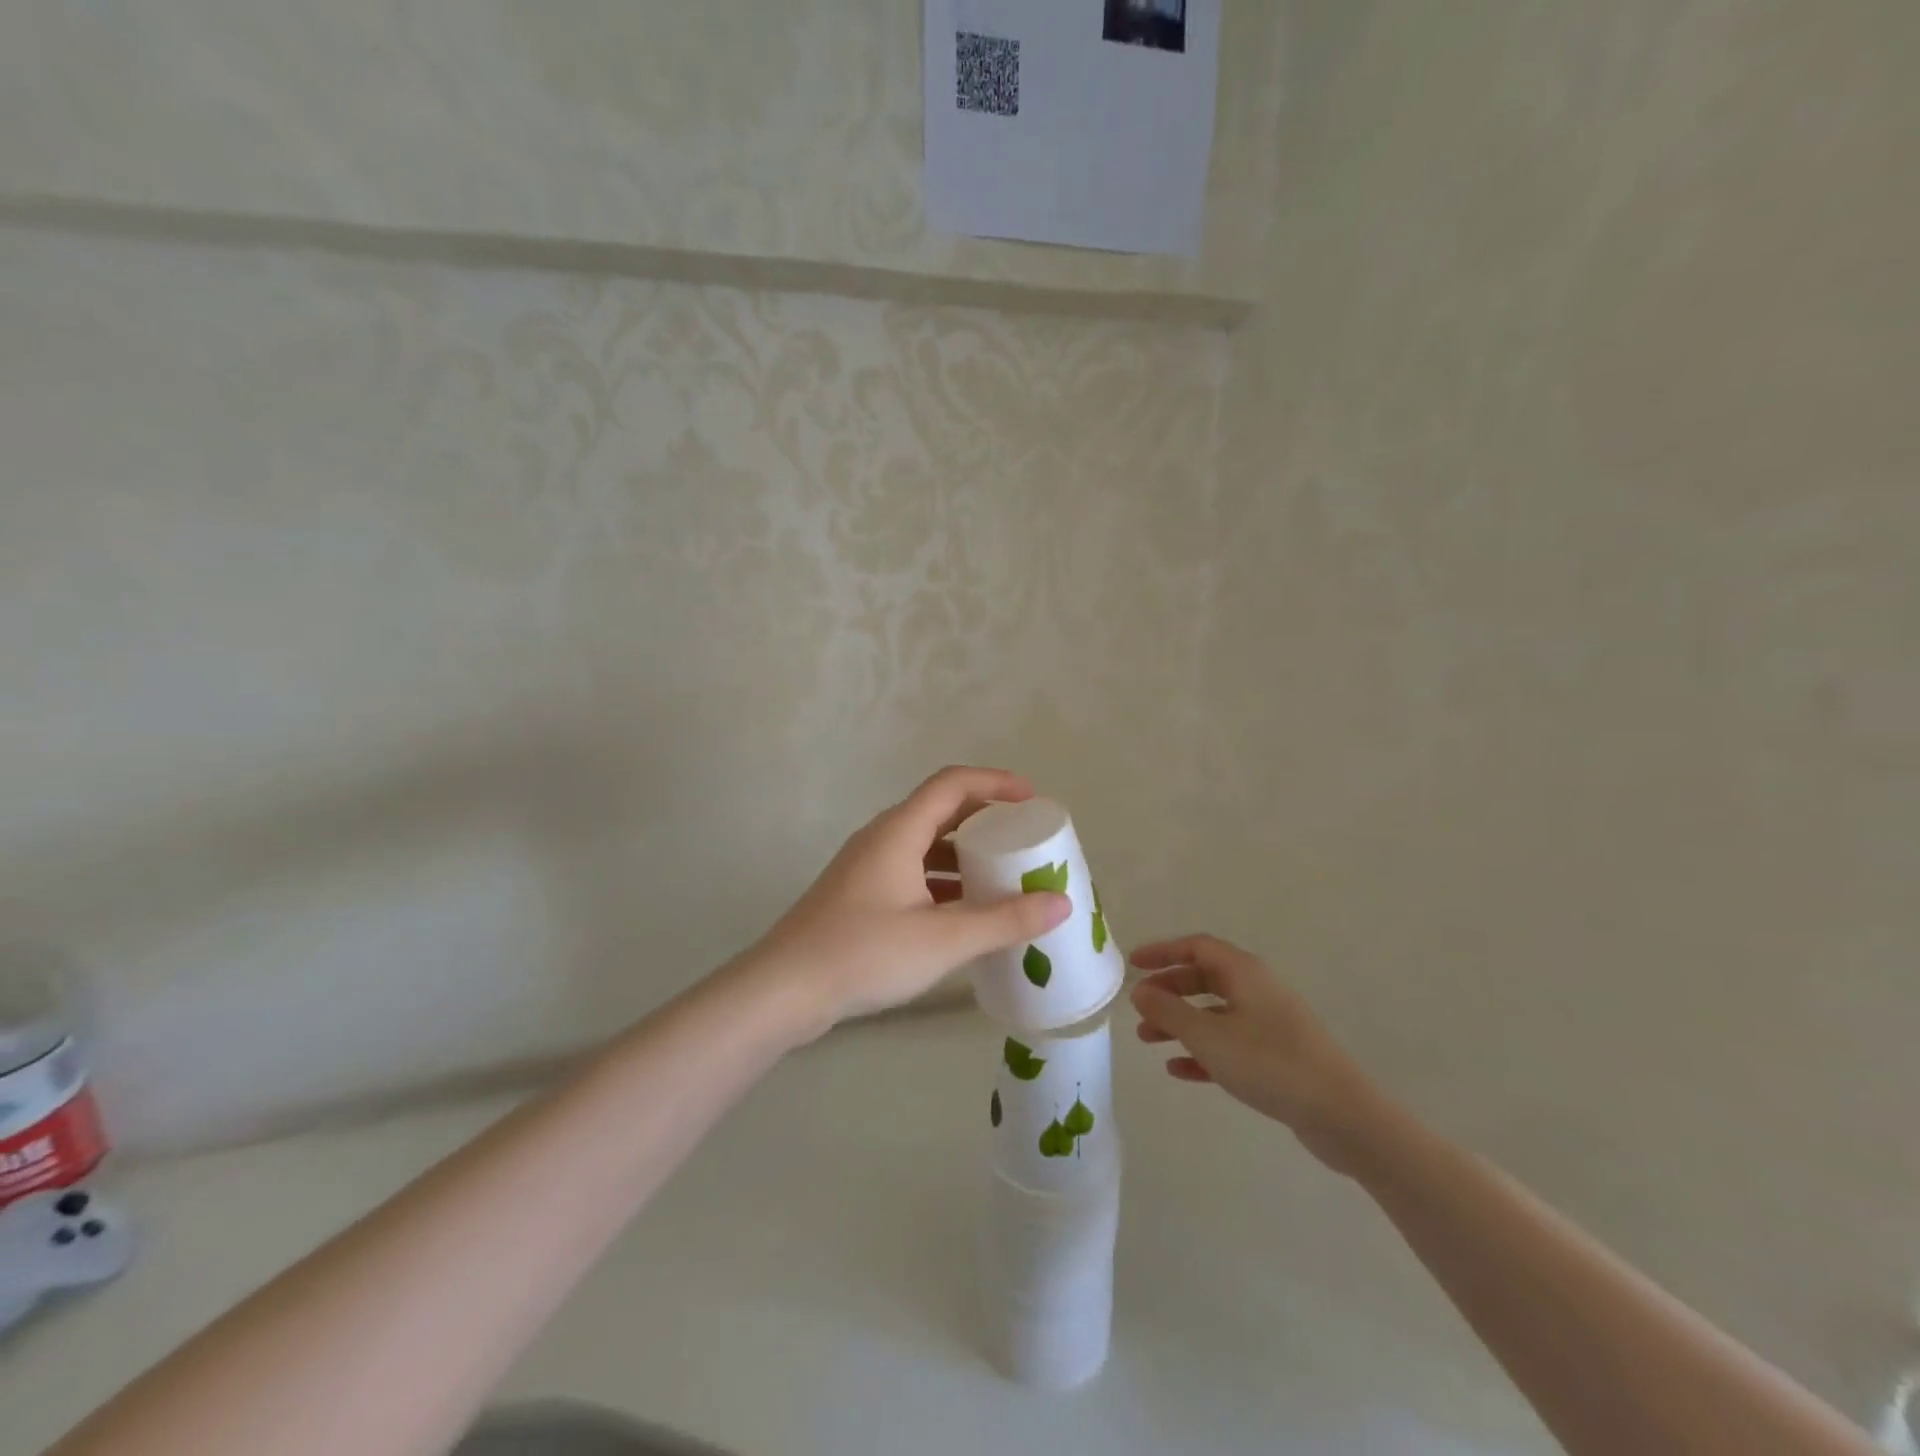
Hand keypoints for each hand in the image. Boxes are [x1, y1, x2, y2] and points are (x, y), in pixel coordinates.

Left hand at [750, 766, 1070, 1036]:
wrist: (783, 990)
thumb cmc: (864, 952)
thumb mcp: (942, 940)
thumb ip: (1004, 920)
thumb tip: (1061, 903)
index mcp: (900, 830)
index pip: (953, 784)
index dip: (995, 783)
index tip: (1032, 799)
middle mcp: (882, 838)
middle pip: (940, 810)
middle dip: (985, 819)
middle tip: (1024, 838)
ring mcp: (867, 866)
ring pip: (925, 844)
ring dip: (964, 853)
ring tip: (1003, 876)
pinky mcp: (860, 895)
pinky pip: (912, 871)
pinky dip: (944, 880)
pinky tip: (964, 912)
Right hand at [1131, 934, 1381, 1173]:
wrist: (1340, 1114)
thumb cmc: (1269, 1063)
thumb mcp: (1208, 1036)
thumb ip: (1169, 1011)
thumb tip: (1140, 990)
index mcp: (1244, 972)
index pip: (1197, 947)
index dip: (1163, 951)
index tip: (1134, 964)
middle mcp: (1257, 989)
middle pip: (1204, 978)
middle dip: (1168, 990)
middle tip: (1139, 1007)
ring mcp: (1269, 1023)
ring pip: (1214, 1013)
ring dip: (1180, 1023)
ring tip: (1148, 1041)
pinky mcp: (1276, 1056)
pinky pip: (1229, 1044)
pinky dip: (1202, 1051)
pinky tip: (1178, 1070)